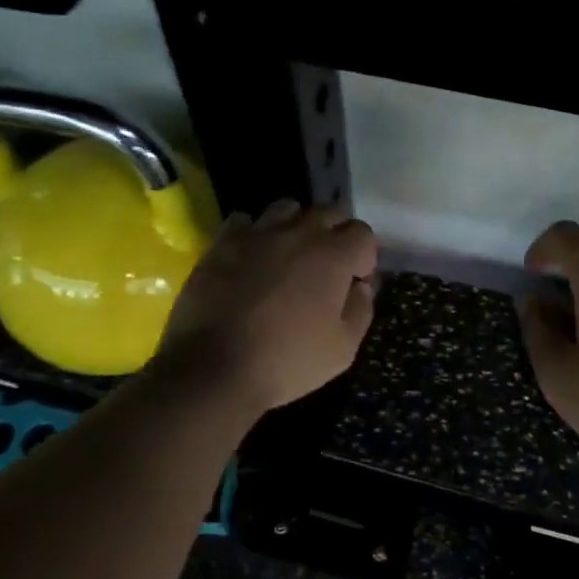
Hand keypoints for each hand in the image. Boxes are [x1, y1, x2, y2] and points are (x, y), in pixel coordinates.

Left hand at [156, 199, 378, 415]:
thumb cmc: (286, 362)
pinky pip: (244, 220)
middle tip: (327, 266)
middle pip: (328, 212)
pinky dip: (254, 233)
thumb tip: (361, 287)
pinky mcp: (222, 243)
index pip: (362, 233)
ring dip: (296, 226)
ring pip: (287, 208)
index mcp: (332, 256)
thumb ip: (361, 310)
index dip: (364, 256)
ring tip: (289, 255)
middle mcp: (298, 233)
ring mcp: (256, 234)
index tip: (355, 281)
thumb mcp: (342, 349)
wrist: (213, 370)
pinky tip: (251, 256)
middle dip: (336, 233)